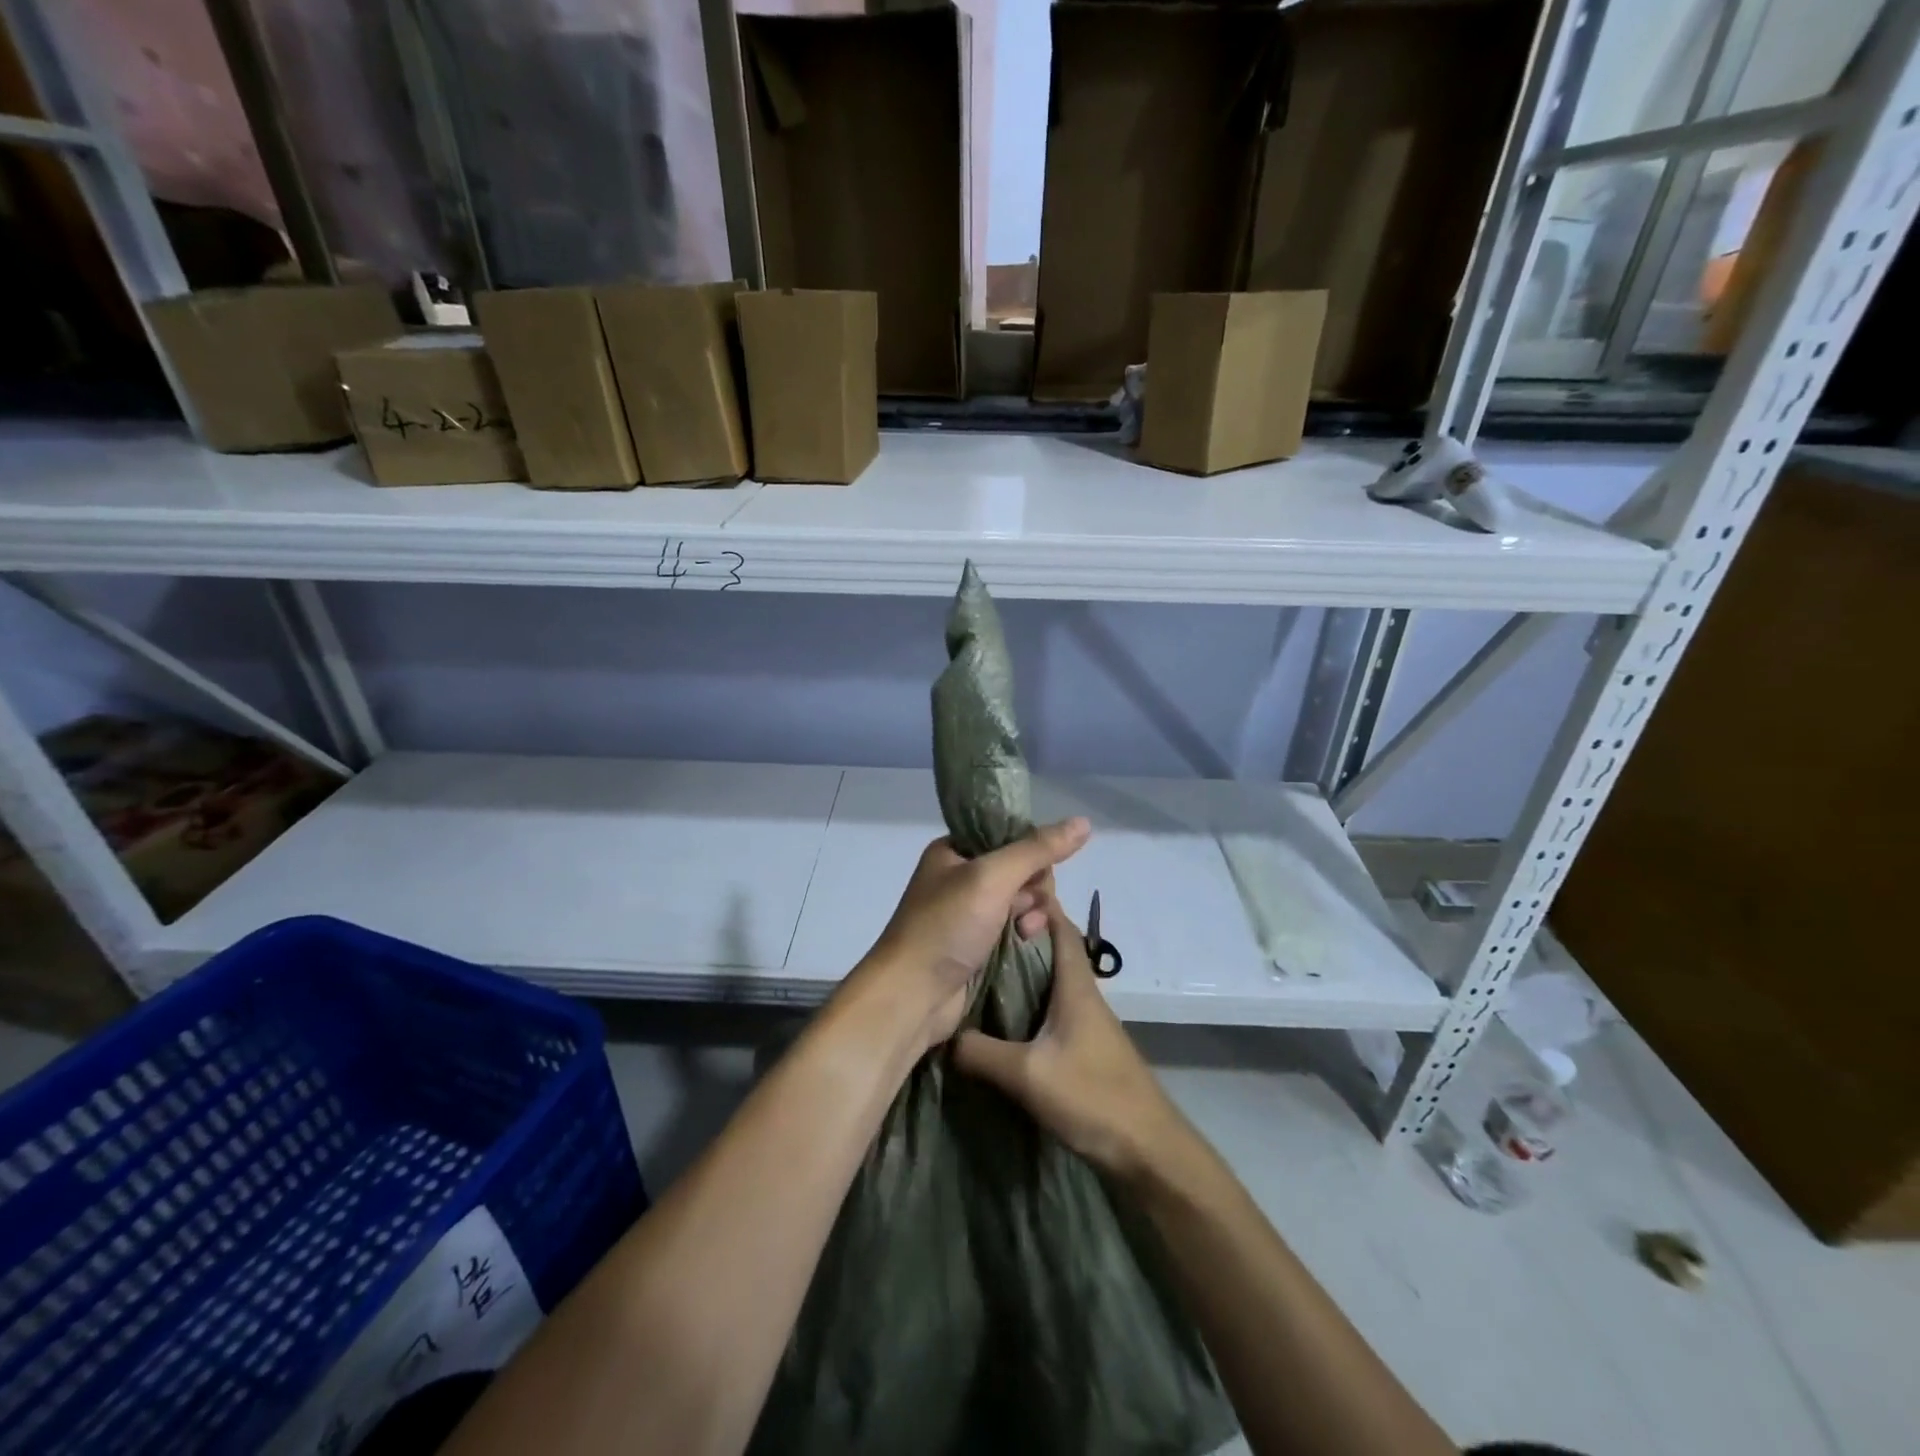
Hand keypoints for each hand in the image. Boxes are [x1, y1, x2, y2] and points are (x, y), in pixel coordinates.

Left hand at [855, 818, 1090, 1049]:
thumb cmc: (946, 926)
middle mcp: (961, 878)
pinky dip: (1025, 934)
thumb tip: (1083, 822)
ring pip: (1023, 902)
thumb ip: (1037, 849)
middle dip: (1033, 889)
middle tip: (1023, 908)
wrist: (912, 996)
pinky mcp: (979, 946)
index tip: (1034, 874)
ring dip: (1032, 914)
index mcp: (954, 851)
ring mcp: (970, 914)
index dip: (1030, 852)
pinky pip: (1016, 929)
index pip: (1010, 836)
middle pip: (1022, 870)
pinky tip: (1025, 943)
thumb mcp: (991, 877)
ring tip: (1025, 931)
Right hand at [953, 894, 1185, 1183]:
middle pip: (1052, 948)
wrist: (1147, 1149)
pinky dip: (1028, 998)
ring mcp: (1086, 1021)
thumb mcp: (1027, 1075)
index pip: (1059, 926)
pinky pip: (1051, 1007)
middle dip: (1020, 932)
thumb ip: (981, 1053)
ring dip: (1023, 967)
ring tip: (980, 965)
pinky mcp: (1084, 1046)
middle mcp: (1083, 994)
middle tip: (977, 928)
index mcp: (1075, 985)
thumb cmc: (1093, 1096)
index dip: (1036, 903)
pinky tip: (1002, 1014)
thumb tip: (944, 1035)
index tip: (999, 891)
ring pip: (1051, 978)